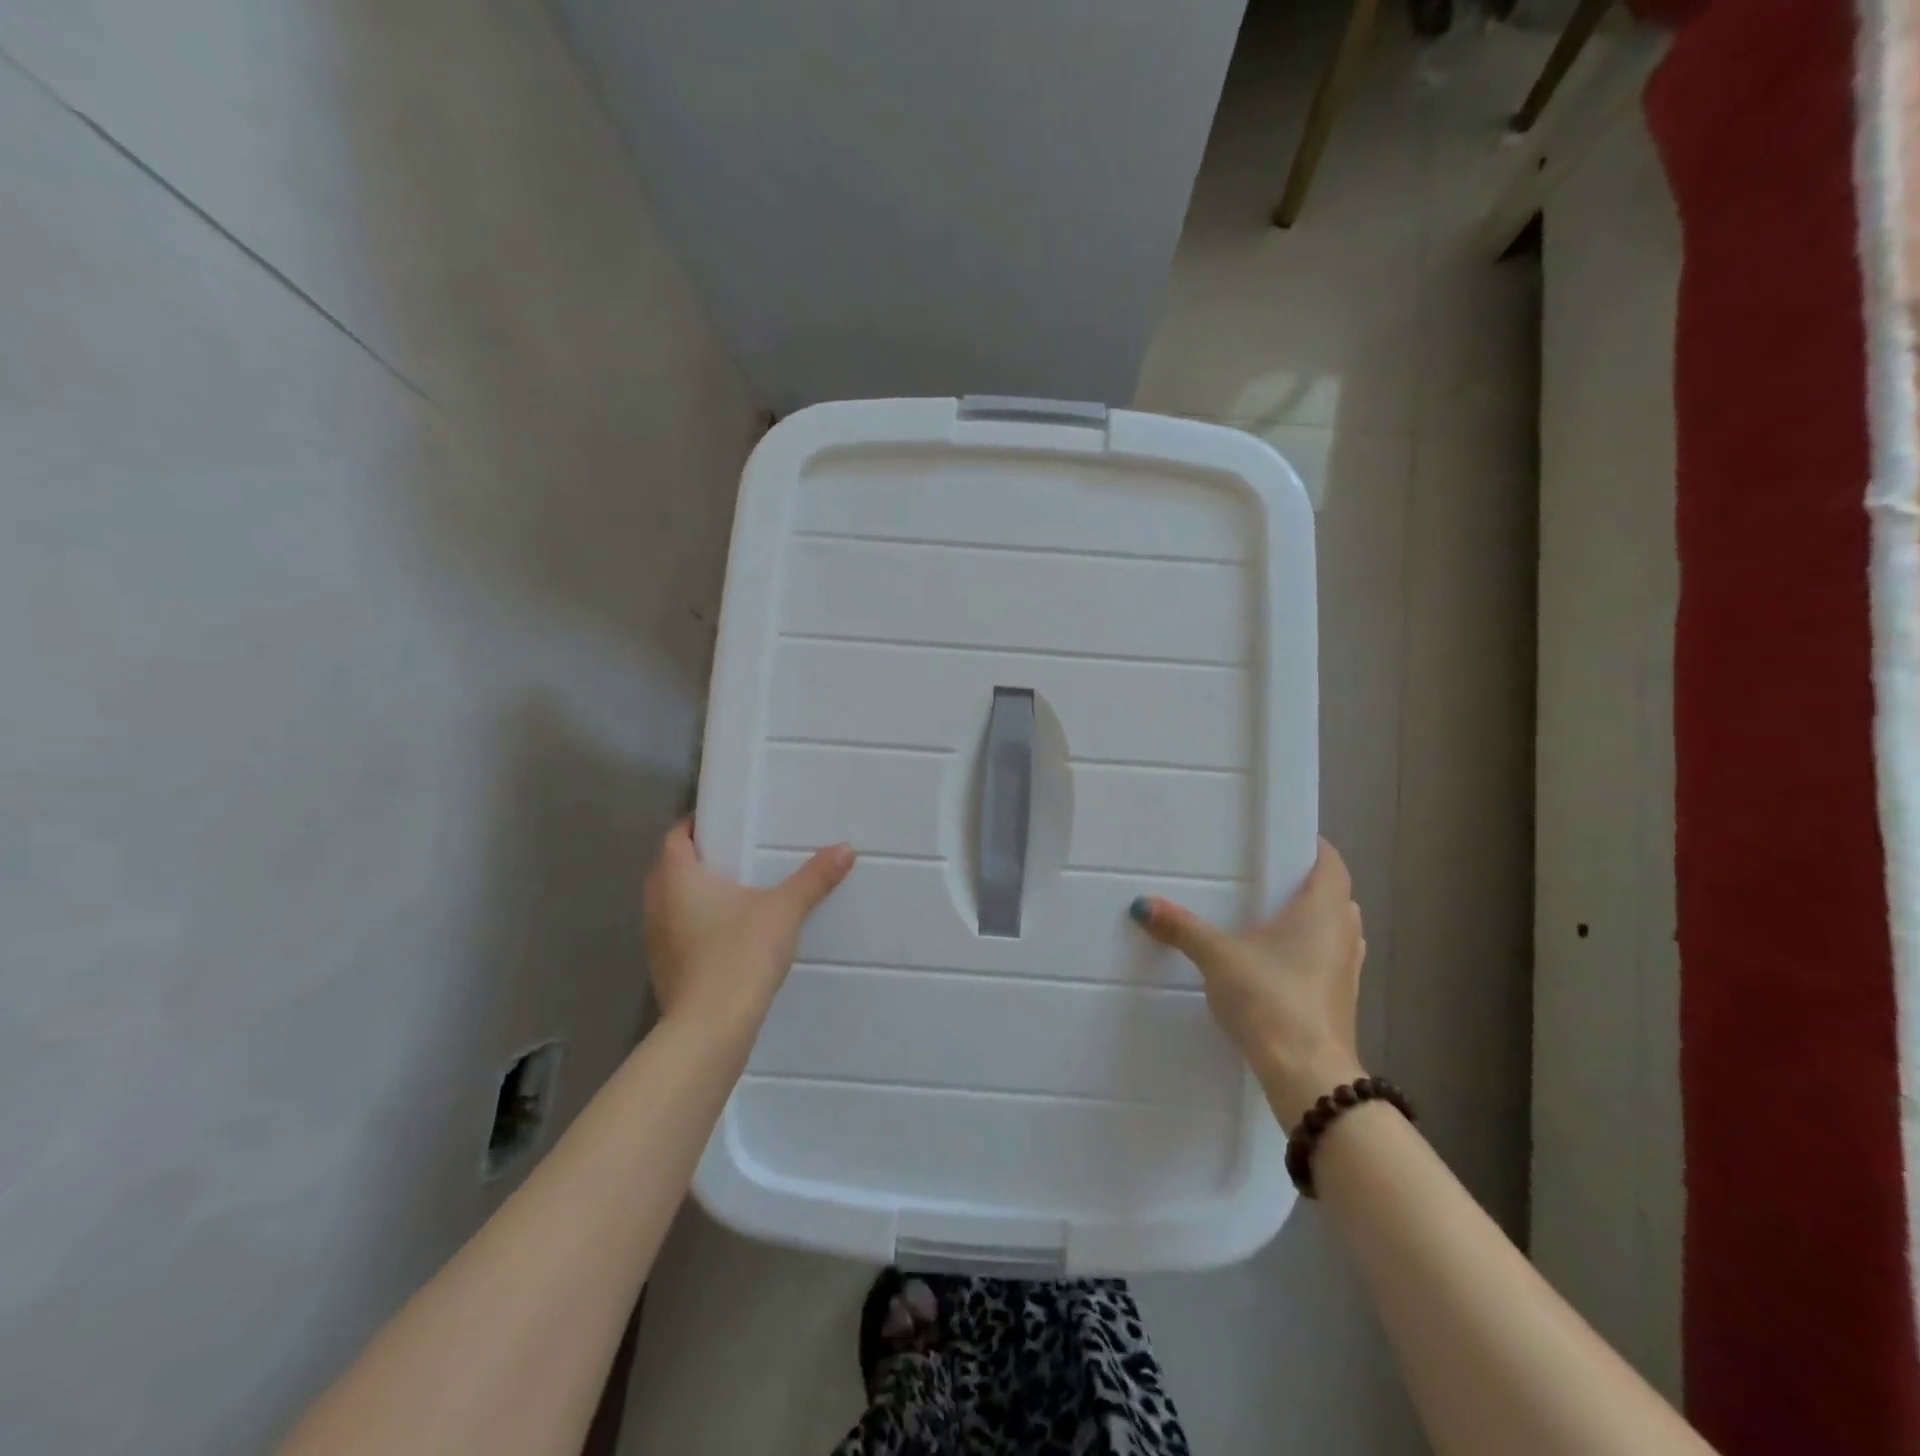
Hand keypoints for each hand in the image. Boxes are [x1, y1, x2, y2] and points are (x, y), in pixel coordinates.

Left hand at [641, 820, 854, 1039]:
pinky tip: (730, 934)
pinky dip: (697, 925)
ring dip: (696, 894)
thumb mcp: (784, 911)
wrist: (710, 1029)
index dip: (695, 826)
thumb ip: (813, 878)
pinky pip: (679, 932)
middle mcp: (657, 904)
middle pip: (671, 868)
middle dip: (700, 858)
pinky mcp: (665, 970)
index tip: (725, 822)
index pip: (674, 837)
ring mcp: (656, 940)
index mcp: (677, 878)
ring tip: (737, 892)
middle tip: (738, 853)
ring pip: (672, 903)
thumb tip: (845, 849)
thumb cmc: (739, 954)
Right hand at [1133, 837, 1365, 1128]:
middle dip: (1308, 886)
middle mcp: (1343, 935)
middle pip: (1336, 897)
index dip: (1314, 848)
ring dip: (1312, 922)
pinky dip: (1309, 954)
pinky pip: (1328, 962)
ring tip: (1269, 920)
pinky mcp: (1340, 1002)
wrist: (1307, 1075)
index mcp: (1322, 911)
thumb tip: (1142, 904)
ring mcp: (1346, 972)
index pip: (1333, 864)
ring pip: (1336, 932)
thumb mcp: (1218, 958)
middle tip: (1267, 880)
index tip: (1286, 841)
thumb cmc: (1270, 999)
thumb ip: (1182, 929)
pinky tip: (1275, 965)